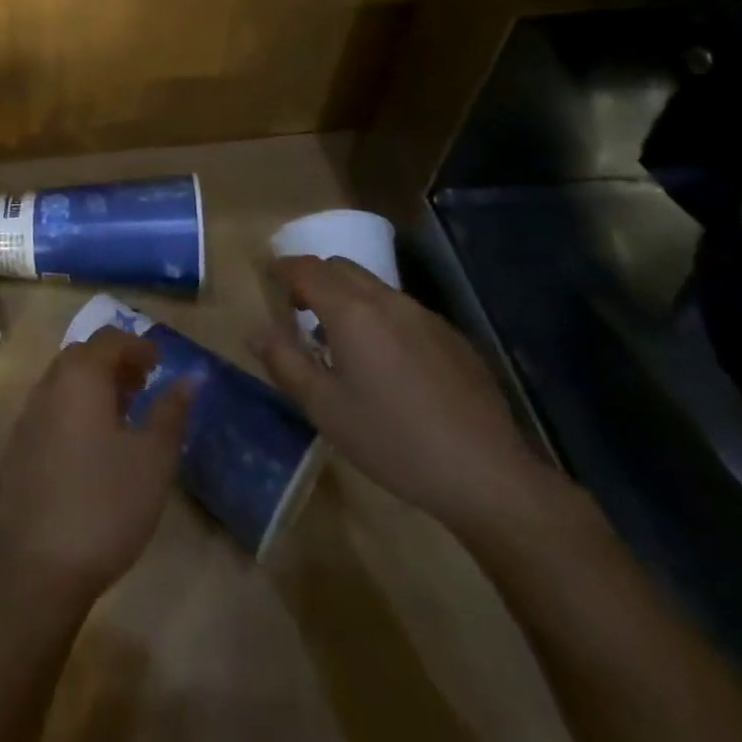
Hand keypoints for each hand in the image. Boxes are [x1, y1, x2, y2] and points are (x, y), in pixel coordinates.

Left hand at [0, 328, 190, 606]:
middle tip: (143, 386)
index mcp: (80, 377)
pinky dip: (73, 410)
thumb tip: (190, 377)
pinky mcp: (17, 447)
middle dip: (114, 363)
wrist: (39, 568)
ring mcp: (26, 416)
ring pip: (63, 383)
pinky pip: (49, 409)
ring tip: (123, 415)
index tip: (160, 364)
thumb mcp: (153, 459)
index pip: (109, 339)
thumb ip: (171, 411)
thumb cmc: (106, 504)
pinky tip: (91, 446)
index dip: (137, 345)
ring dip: (93, 386)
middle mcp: (48, 385)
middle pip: (82, 356)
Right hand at [251, 256, 561, 537]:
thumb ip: (284, 361)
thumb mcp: (324, 408)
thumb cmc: (392, 441)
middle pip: (340, 267)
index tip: (265, 277)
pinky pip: (402, 310)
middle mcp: (388, 300)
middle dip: (312, 278)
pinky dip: (378, 316)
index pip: (306, 269)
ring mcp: (425, 316)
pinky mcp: (451, 337)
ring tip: (338, 340)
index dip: (281, 268)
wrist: (487, 474)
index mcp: (351, 311)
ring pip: (373, 286)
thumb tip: (254, 330)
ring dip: (346, 297)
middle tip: (296, 310)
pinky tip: (385, 364)